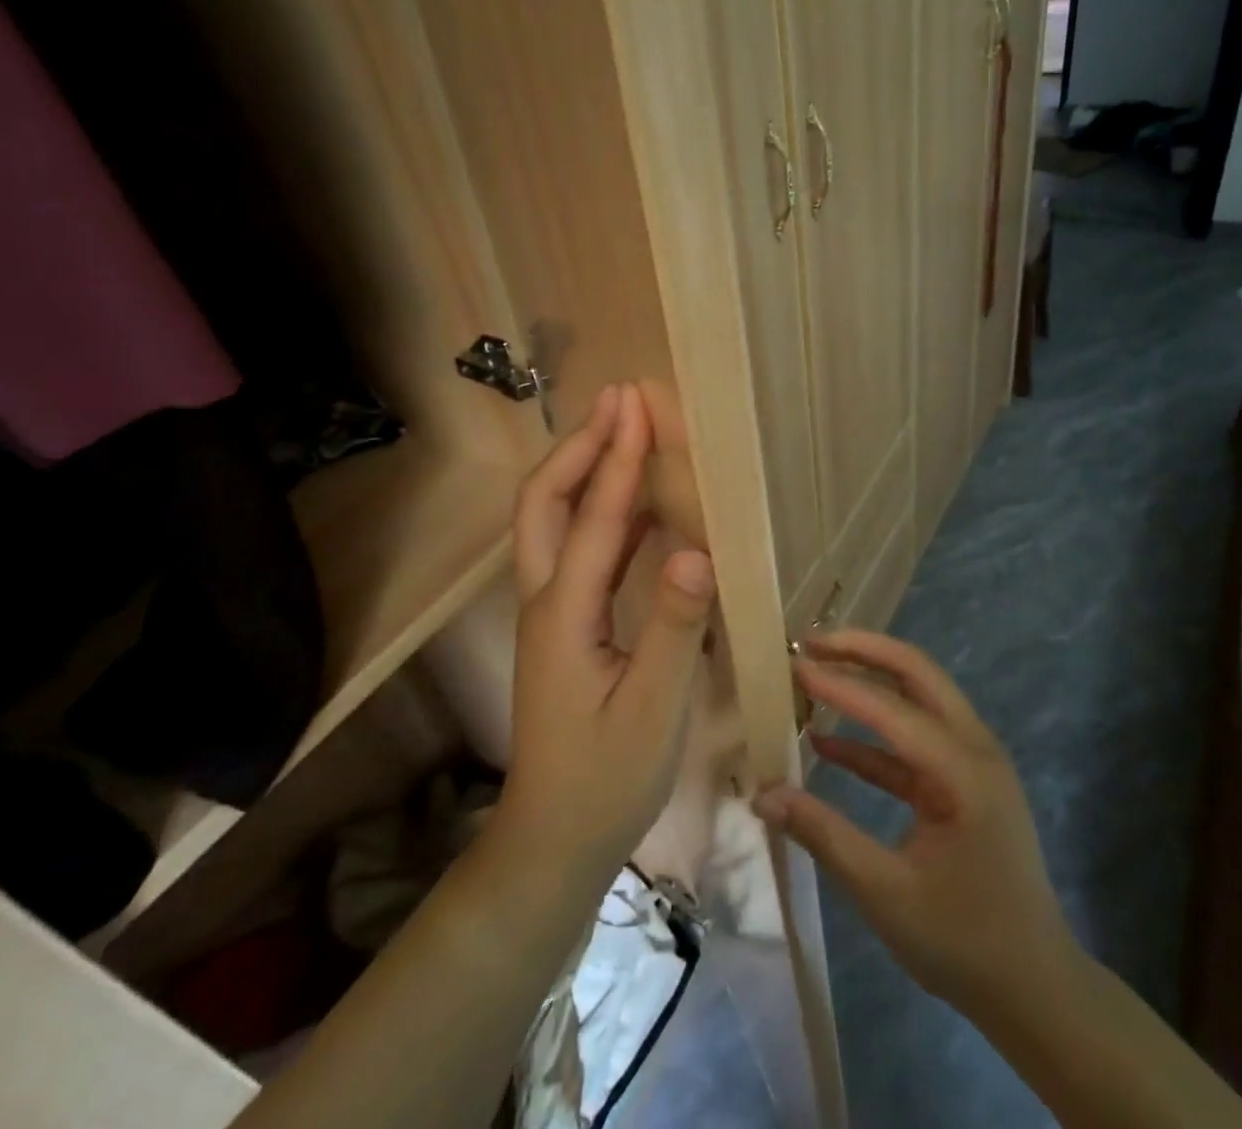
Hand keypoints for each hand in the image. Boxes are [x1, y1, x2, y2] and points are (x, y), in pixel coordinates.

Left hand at [497, 383, 717, 882]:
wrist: (554, 839)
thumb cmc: (607, 779)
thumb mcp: (653, 710)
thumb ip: (673, 629)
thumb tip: (696, 550)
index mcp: (565, 614)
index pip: (595, 518)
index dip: (616, 458)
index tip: (637, 405)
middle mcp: (546, 600)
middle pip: (544, 502)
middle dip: (579, 446)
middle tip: (618, 403)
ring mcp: (551, 613)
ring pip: (555, 522)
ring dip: (585, 471)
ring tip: (624, 435)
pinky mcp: (565, 626)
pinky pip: (578, 551)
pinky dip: (604, 514)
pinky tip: (639, 509)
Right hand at [753, 631, 1082, 1023]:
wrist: (1035, 990)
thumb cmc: (964, 942)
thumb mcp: (885, 893)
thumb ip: (823, 835)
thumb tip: (762, 795)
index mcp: (963, 770)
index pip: (892, 708)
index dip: (839, 684)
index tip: (793, 665)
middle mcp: (975, 748)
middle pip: (917, 672)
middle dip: (863, 650)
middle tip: (810, 642)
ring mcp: (973, 762)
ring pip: (918, 697)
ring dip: (869, 681)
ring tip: (816, 673)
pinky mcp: (964, 781)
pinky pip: (915, 741)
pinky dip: (875, 735)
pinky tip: (828, 742)